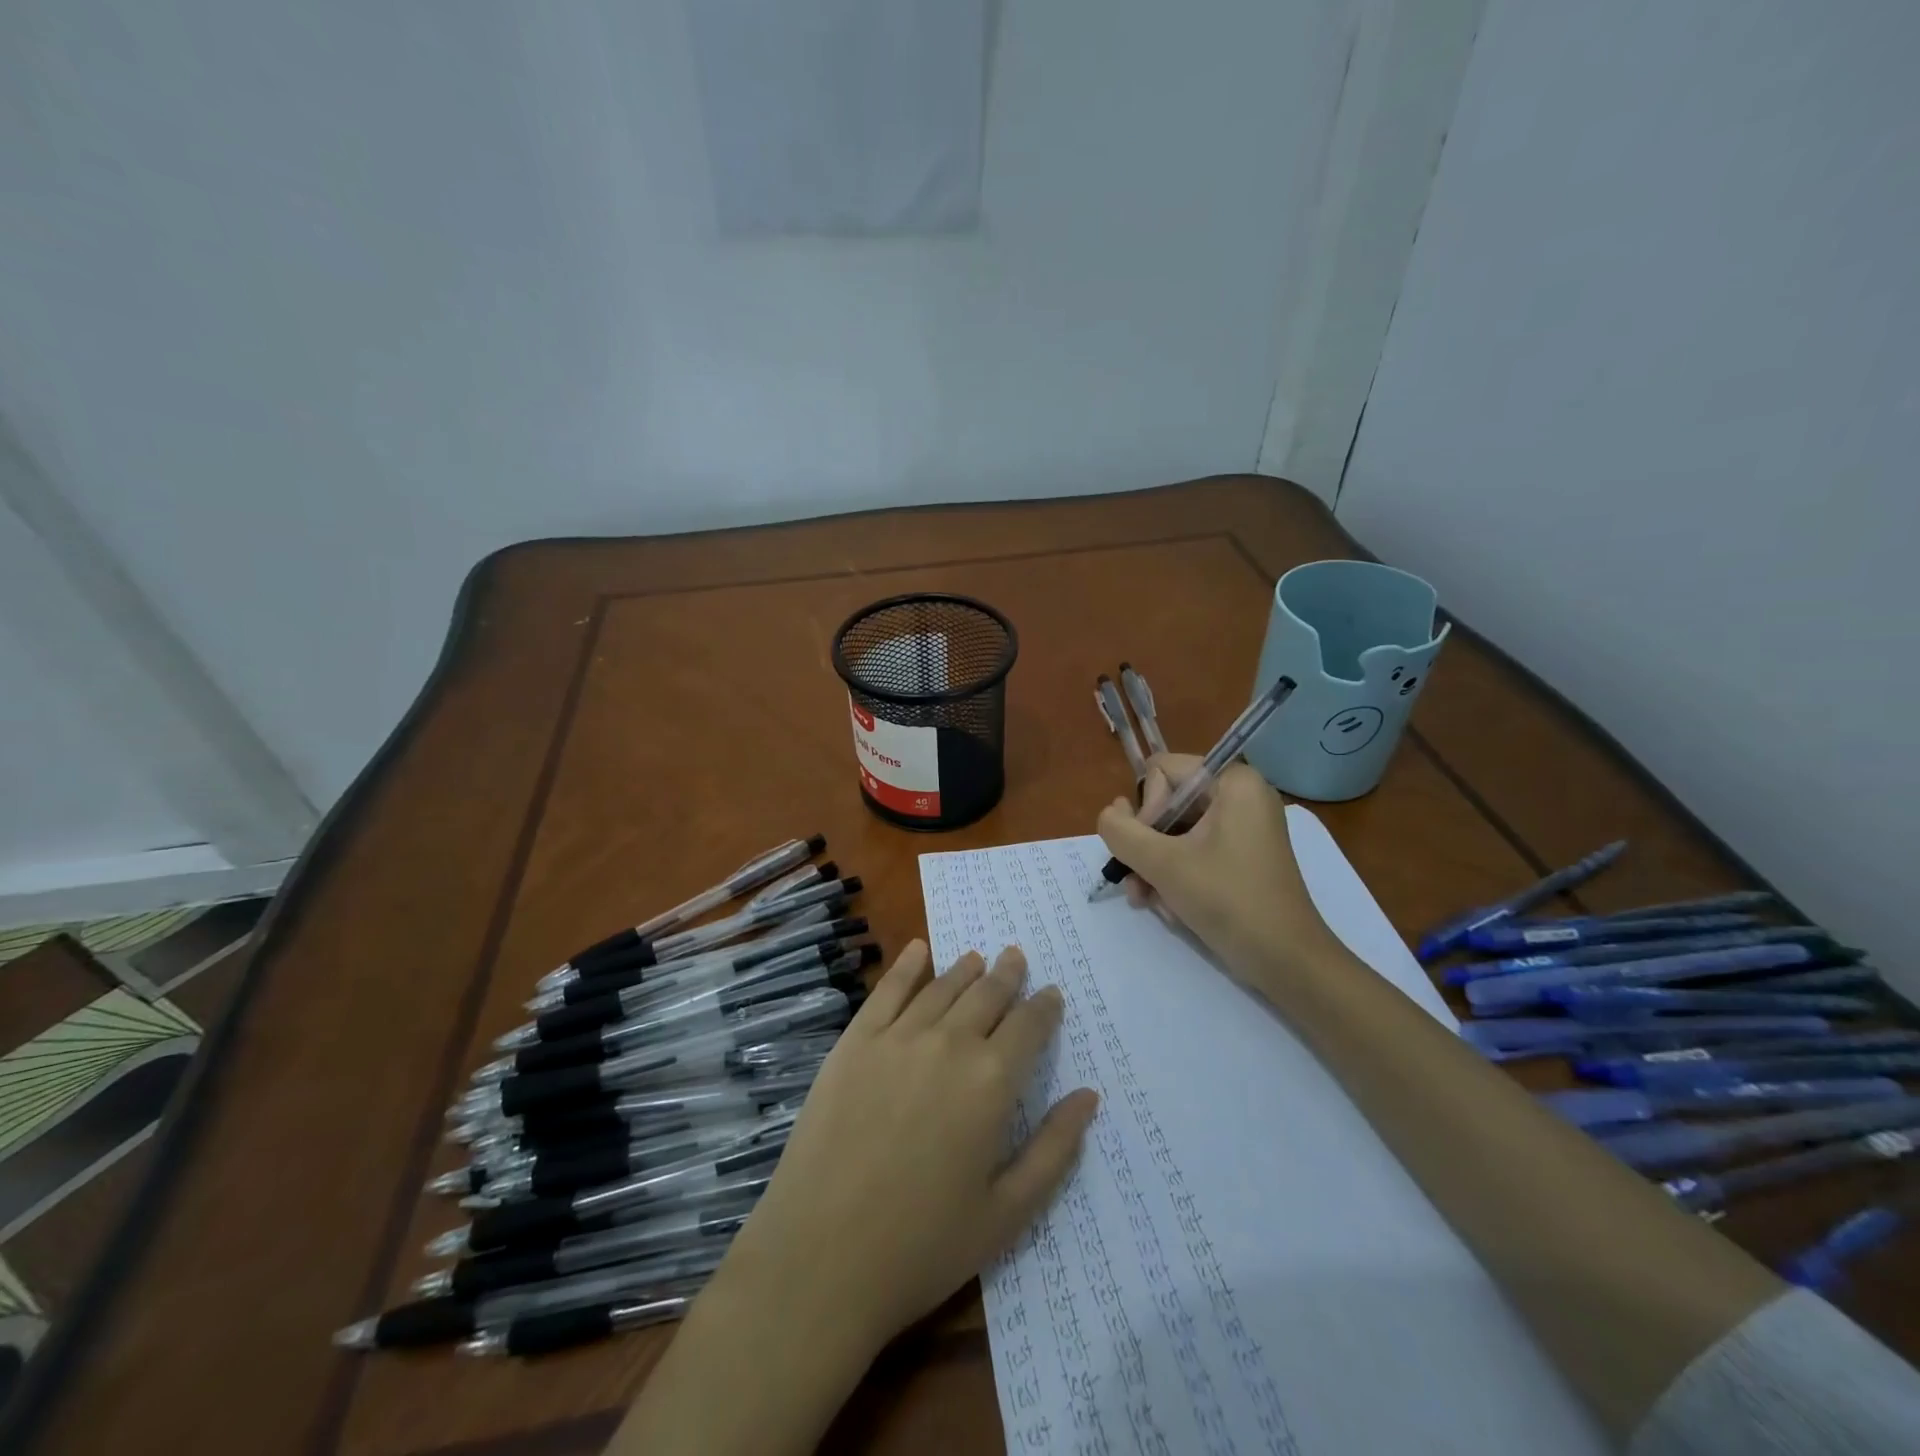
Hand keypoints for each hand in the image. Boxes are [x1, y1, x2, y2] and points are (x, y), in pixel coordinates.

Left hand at [716, 940, 1098, 1360]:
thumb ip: (1054, 1150)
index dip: (1044, 1007)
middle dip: (1007, 975)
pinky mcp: (853, 1043)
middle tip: (1016, 957)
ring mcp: (896, 1038)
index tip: (1052, 994)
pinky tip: (918, 950)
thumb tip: (1088, 1096)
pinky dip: (907, 965)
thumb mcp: (1007, 1214)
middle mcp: (948, 1044)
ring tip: (978, 957)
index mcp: (992, 1082)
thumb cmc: (922, 1245)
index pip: (1029, 1026)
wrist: (820, 1258)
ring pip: (941, 988)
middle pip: (986, 995)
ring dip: (964, 969)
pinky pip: (886, 991)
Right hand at [1095, 753, 1342, 1005]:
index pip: (1162, 771)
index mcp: (1233, 782)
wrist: (1287, 962)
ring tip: (1146, 900)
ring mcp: (1242, 827)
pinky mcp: (1241, 856)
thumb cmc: (1229, 901)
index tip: (1151, 849)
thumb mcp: (1163, 864)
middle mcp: (1240, 796)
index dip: (1146, 809)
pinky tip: (1166, 906)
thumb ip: (1122, 831)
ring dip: (1153, 865)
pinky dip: (1174, 875)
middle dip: (1145, 845)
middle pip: (1166, 803)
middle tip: (1138, 882)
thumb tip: (1109, 813)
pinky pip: (1193, 851)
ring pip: (1174, 832)